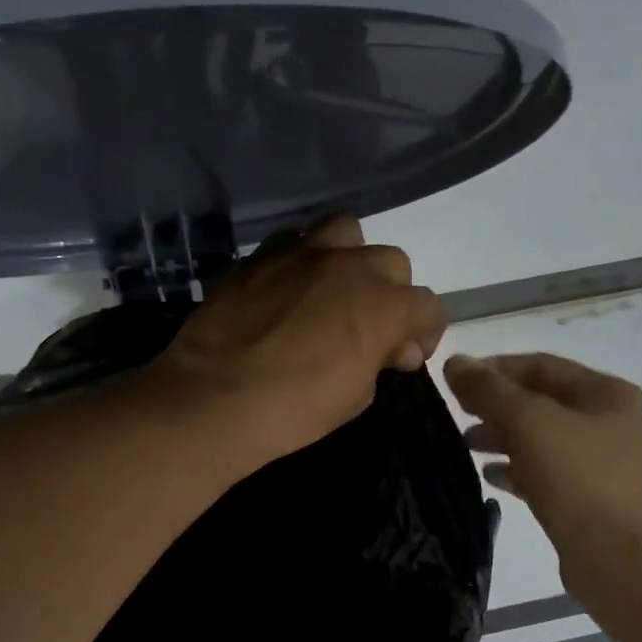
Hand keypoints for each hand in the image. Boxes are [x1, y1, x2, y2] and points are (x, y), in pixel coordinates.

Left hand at [150, 214, 444, 466]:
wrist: (214, 400)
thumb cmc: (294, 410)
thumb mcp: (355, 397)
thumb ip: (380, 360)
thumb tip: (391, 347)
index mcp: (382, 305)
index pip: (427, 306)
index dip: (424, 333)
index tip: (406, 356)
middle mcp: (348, 265)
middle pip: (391, 263)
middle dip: (389, 295)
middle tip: (369, 329)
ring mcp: (300, 253)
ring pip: (346, 231)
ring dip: (351, 258)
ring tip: (333, 291)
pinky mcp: (259, 257)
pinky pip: (294, 243)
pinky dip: (303, 262)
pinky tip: (289, 291)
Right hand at [444, 352, 641, 605]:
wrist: (618, 559)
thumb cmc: (578, 479)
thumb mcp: (528, 423)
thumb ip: (489, 390)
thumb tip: (455, 362)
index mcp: (608, 394)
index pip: (543, 366)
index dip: (497, 368)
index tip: (457, 379)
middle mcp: (615, 424)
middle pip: (545, 402)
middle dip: (498, 405)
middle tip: (458, 412)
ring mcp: (609, 466)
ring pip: (545, 440)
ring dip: (505, 438)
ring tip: (467, 445)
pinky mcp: (596, 502)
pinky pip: (550, 475)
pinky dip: (519, 469)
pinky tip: (490, 476)